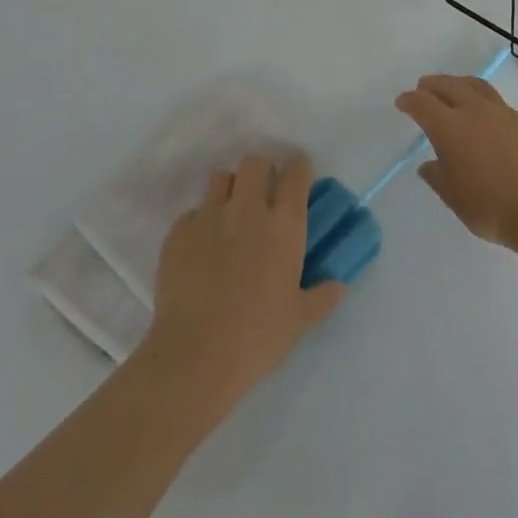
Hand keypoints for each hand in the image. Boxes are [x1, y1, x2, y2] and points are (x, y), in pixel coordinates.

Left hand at [143, 154, 344, 409]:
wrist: (195, 355)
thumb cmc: (258, 336)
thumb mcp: (299, 320)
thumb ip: (321, 296)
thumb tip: (339, 285)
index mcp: (283, 224)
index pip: (296, 172)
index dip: (299, 167)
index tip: (299, 173)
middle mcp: (247, 209)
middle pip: (255, 162)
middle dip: (262, 168)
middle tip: (264, 189)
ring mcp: (209, 216)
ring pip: (220, 177)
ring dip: (230, 187)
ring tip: (231, 211)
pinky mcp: (178, 232)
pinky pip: (192, 212)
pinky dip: (200, 221)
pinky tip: (201, 247)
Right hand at [395, 73, 517, 254]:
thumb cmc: (490, 207)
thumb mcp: (454, 197)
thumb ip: (438, 177)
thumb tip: (429, 165)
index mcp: (449, 127)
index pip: (423, 103)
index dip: (410, 100)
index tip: (403, 102)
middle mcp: (475, 112)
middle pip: (449, 85)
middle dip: (433, 85)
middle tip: (423, 88)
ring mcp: (504, 114)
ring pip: (476, 87)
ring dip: (459, 84)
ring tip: (454, 90)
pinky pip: (498, 103)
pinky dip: (483, 102)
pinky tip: (486, 118)